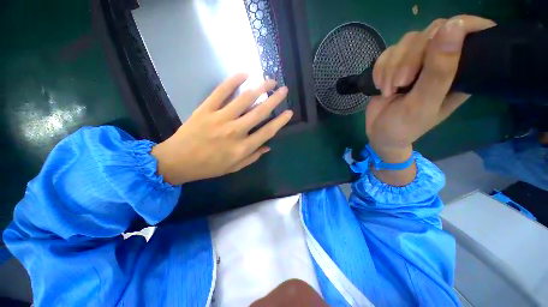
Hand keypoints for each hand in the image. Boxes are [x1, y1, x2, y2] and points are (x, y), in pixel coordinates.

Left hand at [151, 74, 292, 184]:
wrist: (178, 161)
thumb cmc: (209, 167)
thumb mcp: (234, 167)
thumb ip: (253, 157)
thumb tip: (268, 146)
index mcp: (243, 147)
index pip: (268, 131)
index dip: (281, 121)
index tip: (289, 112)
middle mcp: (235, 131)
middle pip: (260, 112)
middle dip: (274, 99)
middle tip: (284, 90)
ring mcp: (220, 118)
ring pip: (244, 99)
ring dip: (260, 88)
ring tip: (270, 80)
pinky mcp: (206, 109)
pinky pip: (221, 91)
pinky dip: (233, 81)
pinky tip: (244, 74)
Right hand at [367, 15, 495, 161]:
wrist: (378, 133)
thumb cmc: (405, 126)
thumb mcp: (424, 103)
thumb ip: (439, 71)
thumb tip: (454, 25)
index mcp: (461, 72)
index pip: (470, 32)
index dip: (460, 26)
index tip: (442, 39)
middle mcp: (441, 61)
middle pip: (431, 33)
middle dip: (409, 59)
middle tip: (400, 84)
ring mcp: (417, 61)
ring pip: (406, 41)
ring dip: (390, 68)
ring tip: (388, 91)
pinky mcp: (396, 64)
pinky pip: (387, 53)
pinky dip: (379, 70)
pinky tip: (379, 86)